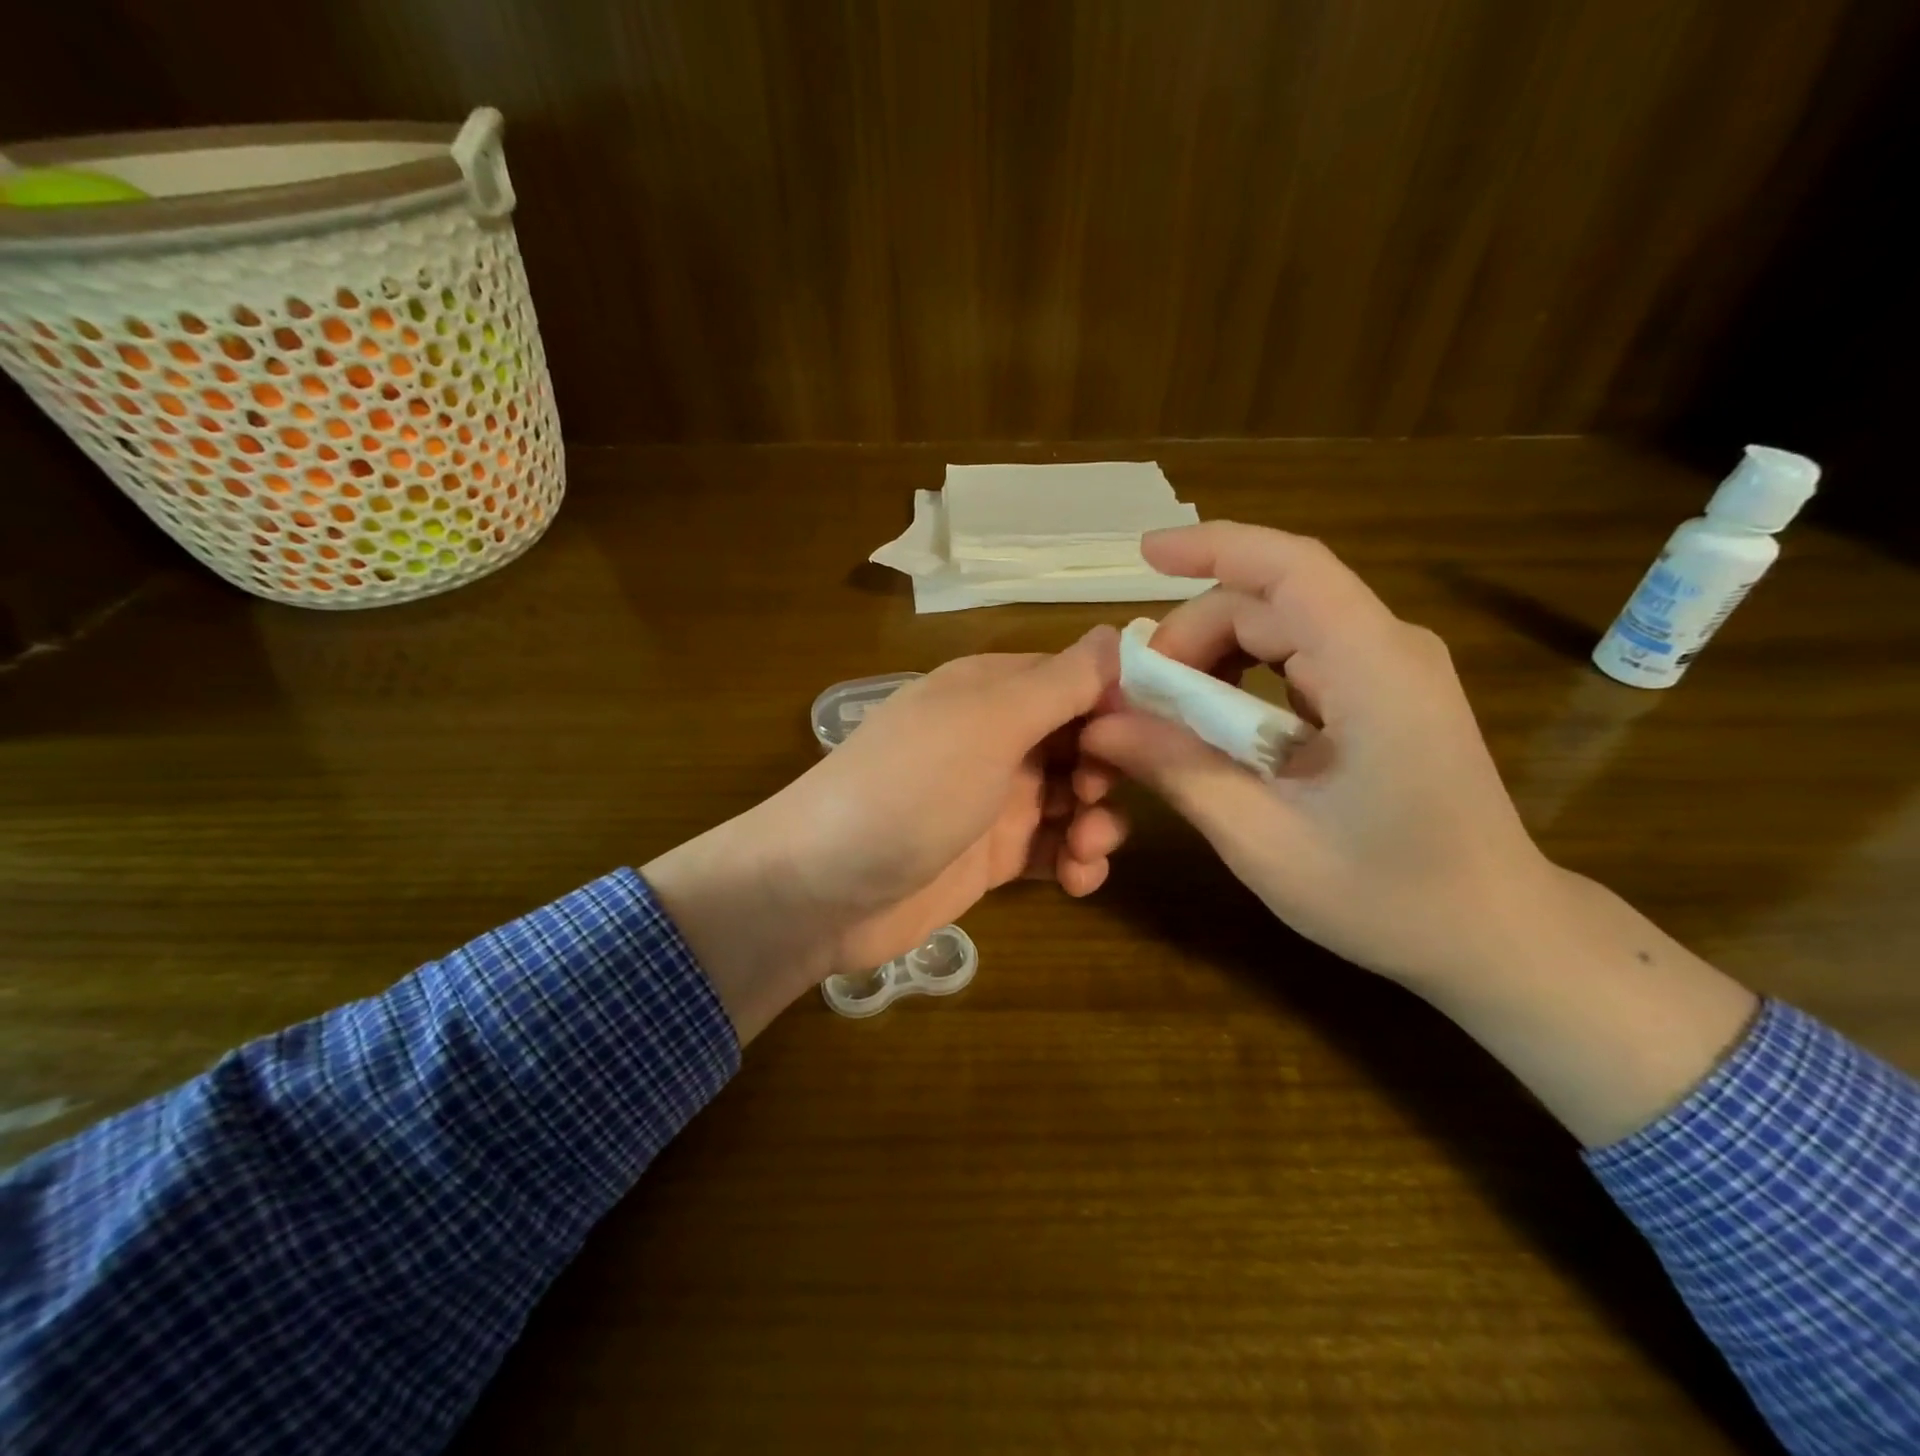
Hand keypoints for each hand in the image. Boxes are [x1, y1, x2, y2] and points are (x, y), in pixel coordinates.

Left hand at [646, 627, 1124, 1039]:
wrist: (822, 890)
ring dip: (1096, 823)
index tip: (1151, 739)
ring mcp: (993, 799)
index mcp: (991, 691)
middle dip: (1107, 770)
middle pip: (1083, 741)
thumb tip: (1120, 632)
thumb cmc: (908, 791)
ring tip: (1085, 852)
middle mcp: (996, 737)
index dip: (1119, 705)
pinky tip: (1076, 880)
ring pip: (1074, 799)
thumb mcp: (986, 724)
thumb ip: (1057, 682)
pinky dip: (1074, 862)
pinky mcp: (991, 856)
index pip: (1078, 680)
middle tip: (1094, 799)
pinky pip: (1052, 849)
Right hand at [1082, 522, 1756, 1144]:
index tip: (1143, 556)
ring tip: (1166, 718)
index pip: (1291, 569)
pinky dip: (1240, 680)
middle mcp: (1388, 648)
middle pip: (1269, 603)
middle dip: (1191, 638)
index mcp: (1373, 670)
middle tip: (1136, 703)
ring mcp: (1389, 667)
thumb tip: (1099, 724)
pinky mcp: (1380, 692)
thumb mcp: (1261, 838)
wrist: (1492, 932)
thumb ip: (1177, 769)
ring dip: (1211, 659)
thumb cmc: (1386, 896)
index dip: (1213, 547)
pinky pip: (1295, 658)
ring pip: (1278, 627)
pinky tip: (1213, 726)